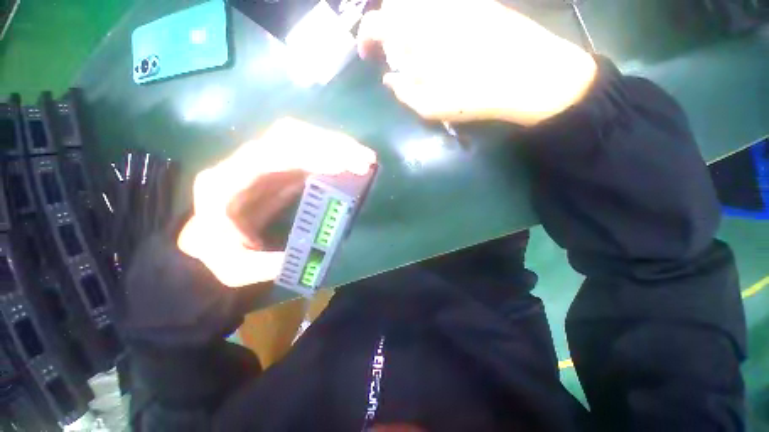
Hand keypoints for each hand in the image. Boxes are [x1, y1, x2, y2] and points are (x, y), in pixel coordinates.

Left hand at [178, 118, 376, 287]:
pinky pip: (309, 154)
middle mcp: (244, 162)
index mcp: (225, 181)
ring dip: (337, 147)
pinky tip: (350, 165)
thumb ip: (264, 265)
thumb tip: (306, 254)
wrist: (214, 239)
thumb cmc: (219, 253)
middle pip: (291, 137)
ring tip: (364, 159)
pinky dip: (333, 156)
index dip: (310, 157)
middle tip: (365, 160)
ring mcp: (265, 161)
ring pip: (303, 140)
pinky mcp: (282, 168)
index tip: (344, 168)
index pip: (270, 155)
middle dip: (332, 145)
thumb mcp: (235, 269)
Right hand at [357, 0, 597, 125]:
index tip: (367, 53)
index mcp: (415, 36)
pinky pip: (441, 5)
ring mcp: (454, 3)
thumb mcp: (430, 108)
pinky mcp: (475, 2)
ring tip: (415, 42)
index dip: (365, 36)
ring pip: (416, 2)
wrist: (527, 75)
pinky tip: (438, 34)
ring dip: (407, 18)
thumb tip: (389, 79)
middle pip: (394, 3)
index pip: (375, 23)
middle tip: (392, 46)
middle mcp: (430, 10)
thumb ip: (403, 92)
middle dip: (386, 22)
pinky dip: (430, 15)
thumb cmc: (473, 97)